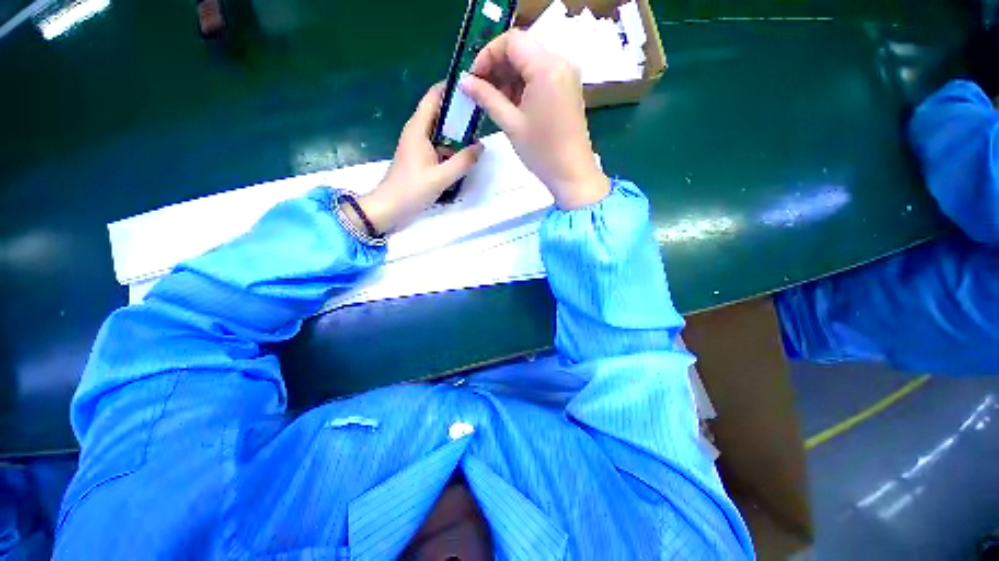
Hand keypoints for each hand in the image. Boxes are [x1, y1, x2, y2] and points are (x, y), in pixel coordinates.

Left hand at [354, 84, 482, 233]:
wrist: (389, 207)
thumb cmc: (412, 190)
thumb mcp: (442, 178)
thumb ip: (463, 162)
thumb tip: (480, 146)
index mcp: (418, 129)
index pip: (433, 96)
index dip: (451, 89)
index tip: (472, 90)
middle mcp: (416, 131)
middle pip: (439, 112)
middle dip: (458, 113)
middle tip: (481, 117)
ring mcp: (417, 144)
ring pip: (440, 130)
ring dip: (456, 132)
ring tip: (476, 137)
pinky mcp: (419, 156)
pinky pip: (438, 144)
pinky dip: (450, 147)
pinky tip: (463, 156)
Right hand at [460, 29, 610, 209]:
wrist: (572, 174)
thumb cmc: (542, 152)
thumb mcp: (511, 124)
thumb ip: (486, 97)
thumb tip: (464, 81)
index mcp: (547, 66)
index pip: (511, 41)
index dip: (487, 55)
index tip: (474, 79)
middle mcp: (560, 62)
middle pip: (521, 50)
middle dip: (497, 67)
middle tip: (481, 93)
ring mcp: (566, 75)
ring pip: (530, 63)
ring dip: (509, 78)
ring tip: (496, 103)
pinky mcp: (567, 89)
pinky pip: (541, 76)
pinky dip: (523, 86)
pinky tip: (512, 106)